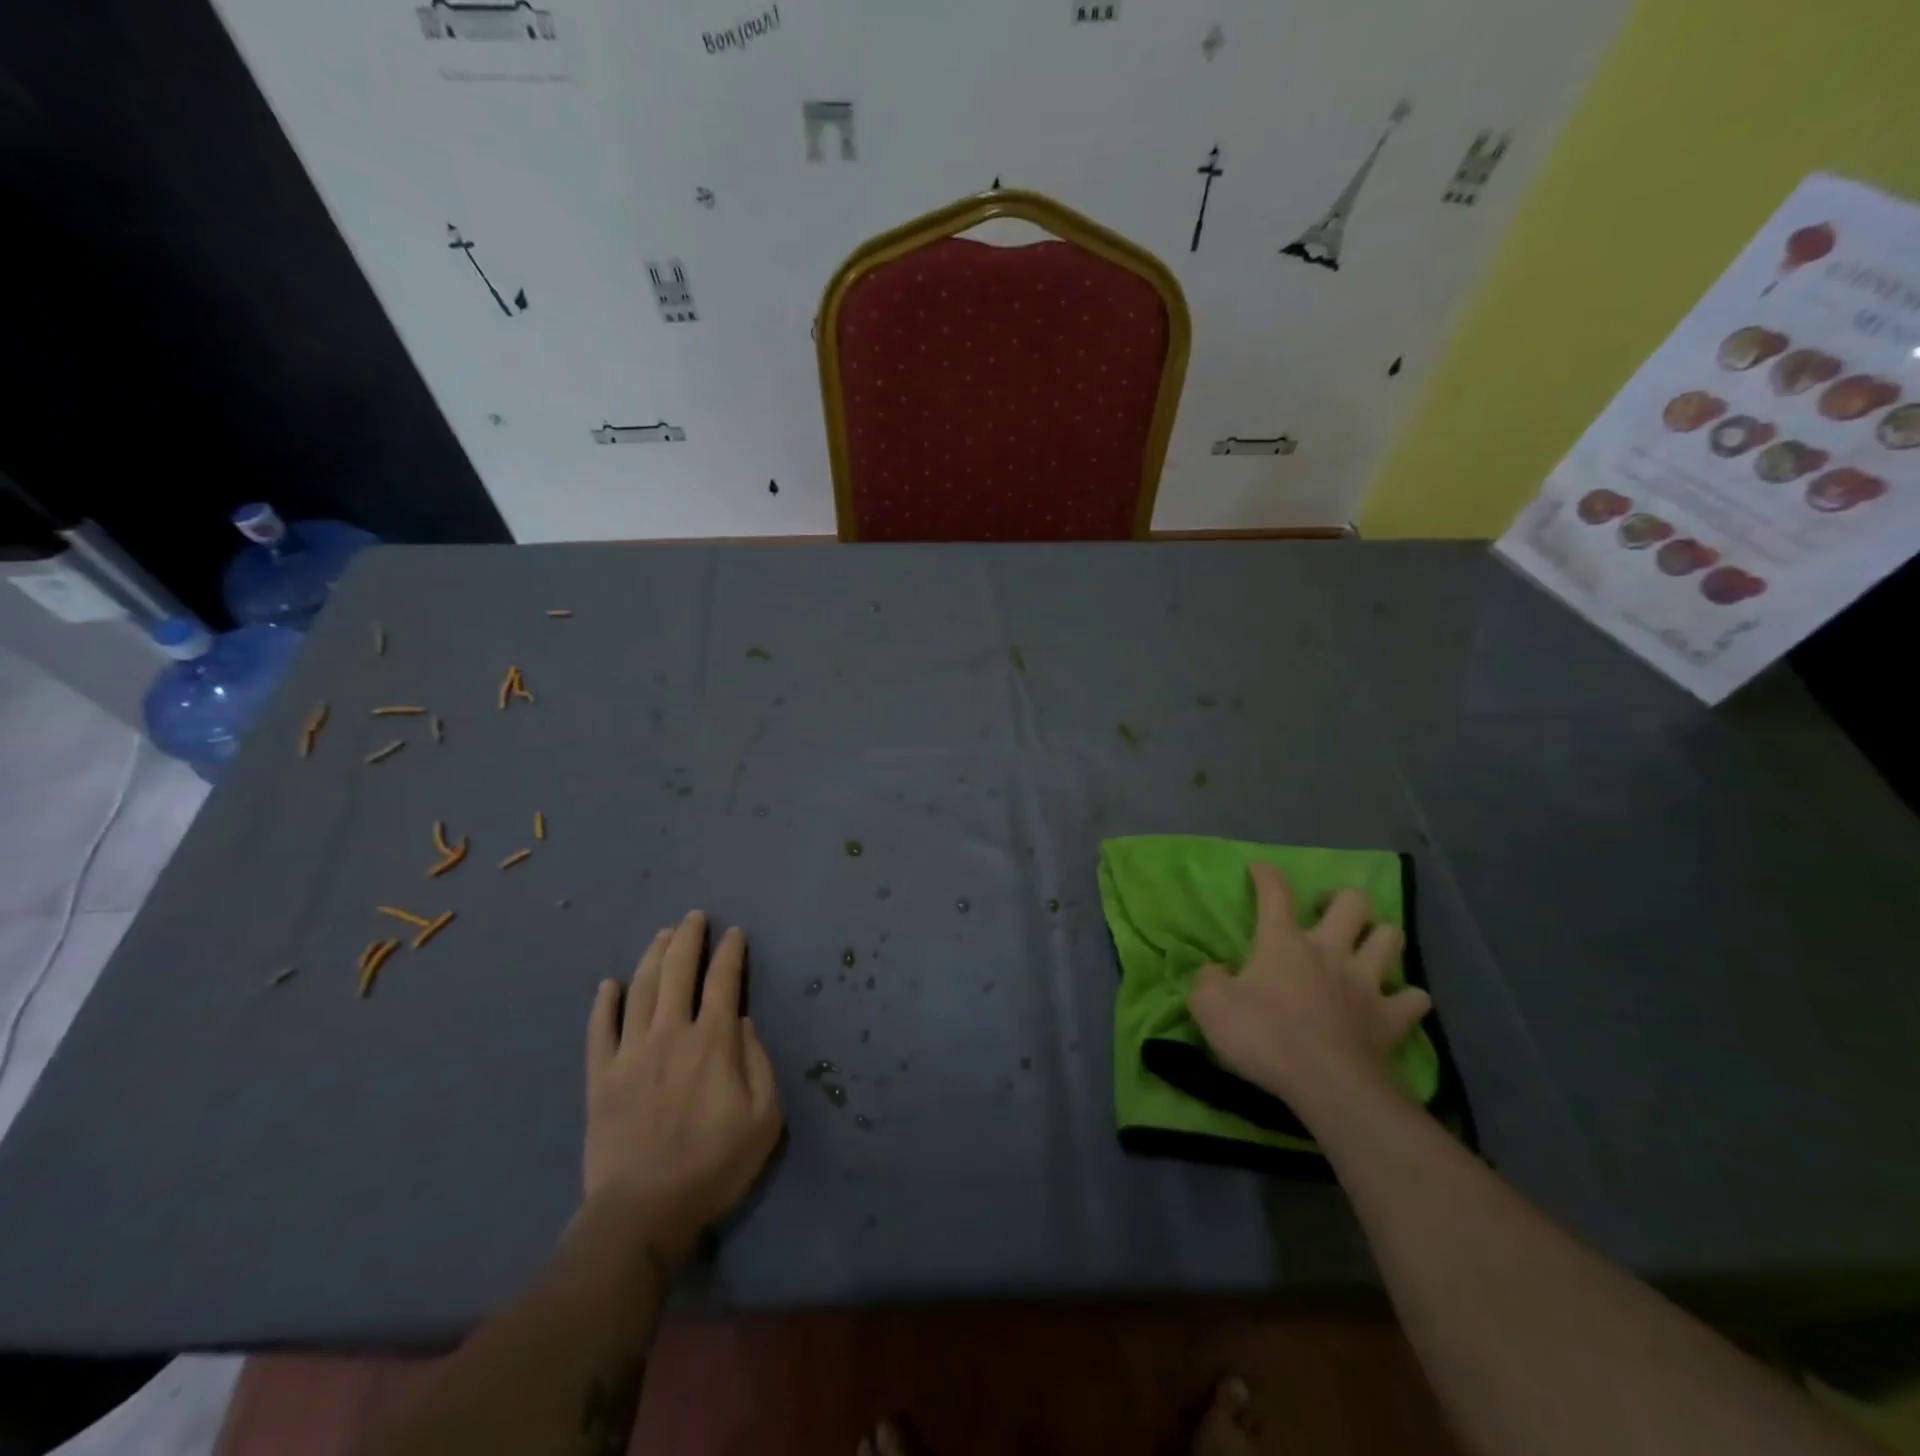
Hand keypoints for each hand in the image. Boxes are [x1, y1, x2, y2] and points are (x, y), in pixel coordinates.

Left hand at [583, 911, 782, 1262]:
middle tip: (694, 917)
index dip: (730, 952)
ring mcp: (631, 1053)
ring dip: (652, 957)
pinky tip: (607, 984)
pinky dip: (603, 1003)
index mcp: (713, 1042)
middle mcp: (671, 1034)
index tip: (734, 933)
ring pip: (640, 990)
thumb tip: (742, 1022)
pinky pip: (599, 1030)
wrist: (642, 1212)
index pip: (723, 981)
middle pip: (678, 972)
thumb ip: (759, 1063)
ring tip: (661, 935)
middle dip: (688, 938)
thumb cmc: (714, 1165)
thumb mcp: (764, 1118)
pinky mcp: (600, 1077)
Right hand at [1188, 863, 1430, 1114]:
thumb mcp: (1209, 1006)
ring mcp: (1366, 982)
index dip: (1266, 875)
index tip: (1259, 869)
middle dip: (1340, 899)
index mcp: (1283, 941)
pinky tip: (1396, 1001)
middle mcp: (1329, 950)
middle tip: (1325, 912)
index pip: (1274, 893)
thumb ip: (1209, 981)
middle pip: (1351, 902)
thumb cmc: (1263, 1037)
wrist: (1325, 1083)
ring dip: (1379, 937)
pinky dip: (1407, 996)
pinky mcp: (1392, 1019)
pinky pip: (1415, 997)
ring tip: (1365, 947)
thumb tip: (1216, 972)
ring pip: (1390, 938)